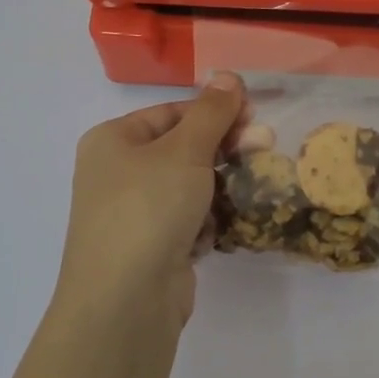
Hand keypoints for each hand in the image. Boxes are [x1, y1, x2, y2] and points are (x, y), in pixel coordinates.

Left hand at [54, 73, 245, 336]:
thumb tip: (228, 74)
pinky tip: (214, 232)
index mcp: (113, 141)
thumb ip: (212, 112)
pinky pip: (186, 221)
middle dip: (224, 149)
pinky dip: (205, 222)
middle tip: (265, 147)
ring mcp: (132, 214)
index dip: (215, 112)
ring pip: (188, 186)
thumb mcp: (185, 150)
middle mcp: (116, 173)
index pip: (173, 112)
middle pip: (182, 148)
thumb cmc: (150, 208)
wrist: (125, 302)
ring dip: (218, 187)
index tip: (255, 117)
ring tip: (245, 191)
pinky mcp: (150, 248)